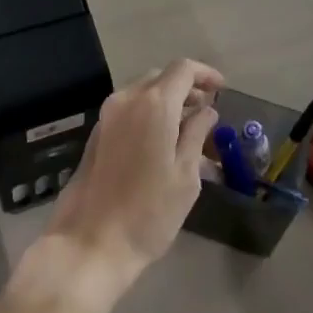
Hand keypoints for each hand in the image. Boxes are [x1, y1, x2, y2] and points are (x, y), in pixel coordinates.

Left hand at [41, 59, 222, 295]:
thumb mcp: (186, 176)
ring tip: (187, 129)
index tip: (222, 91)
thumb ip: (197, 134)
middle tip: (207, 111)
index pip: (183, 69)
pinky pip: (129, 109)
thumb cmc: (148, 212)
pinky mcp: (96, 134)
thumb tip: (207, 111)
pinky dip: (149, 113)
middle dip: (187, 88)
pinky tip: (161, 141)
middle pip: (161, 78)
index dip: (206, 74)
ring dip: (167, 101)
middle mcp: (127, 99)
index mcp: (153, 104)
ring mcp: (107, 115)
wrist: (90, 243)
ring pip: (143, 93)